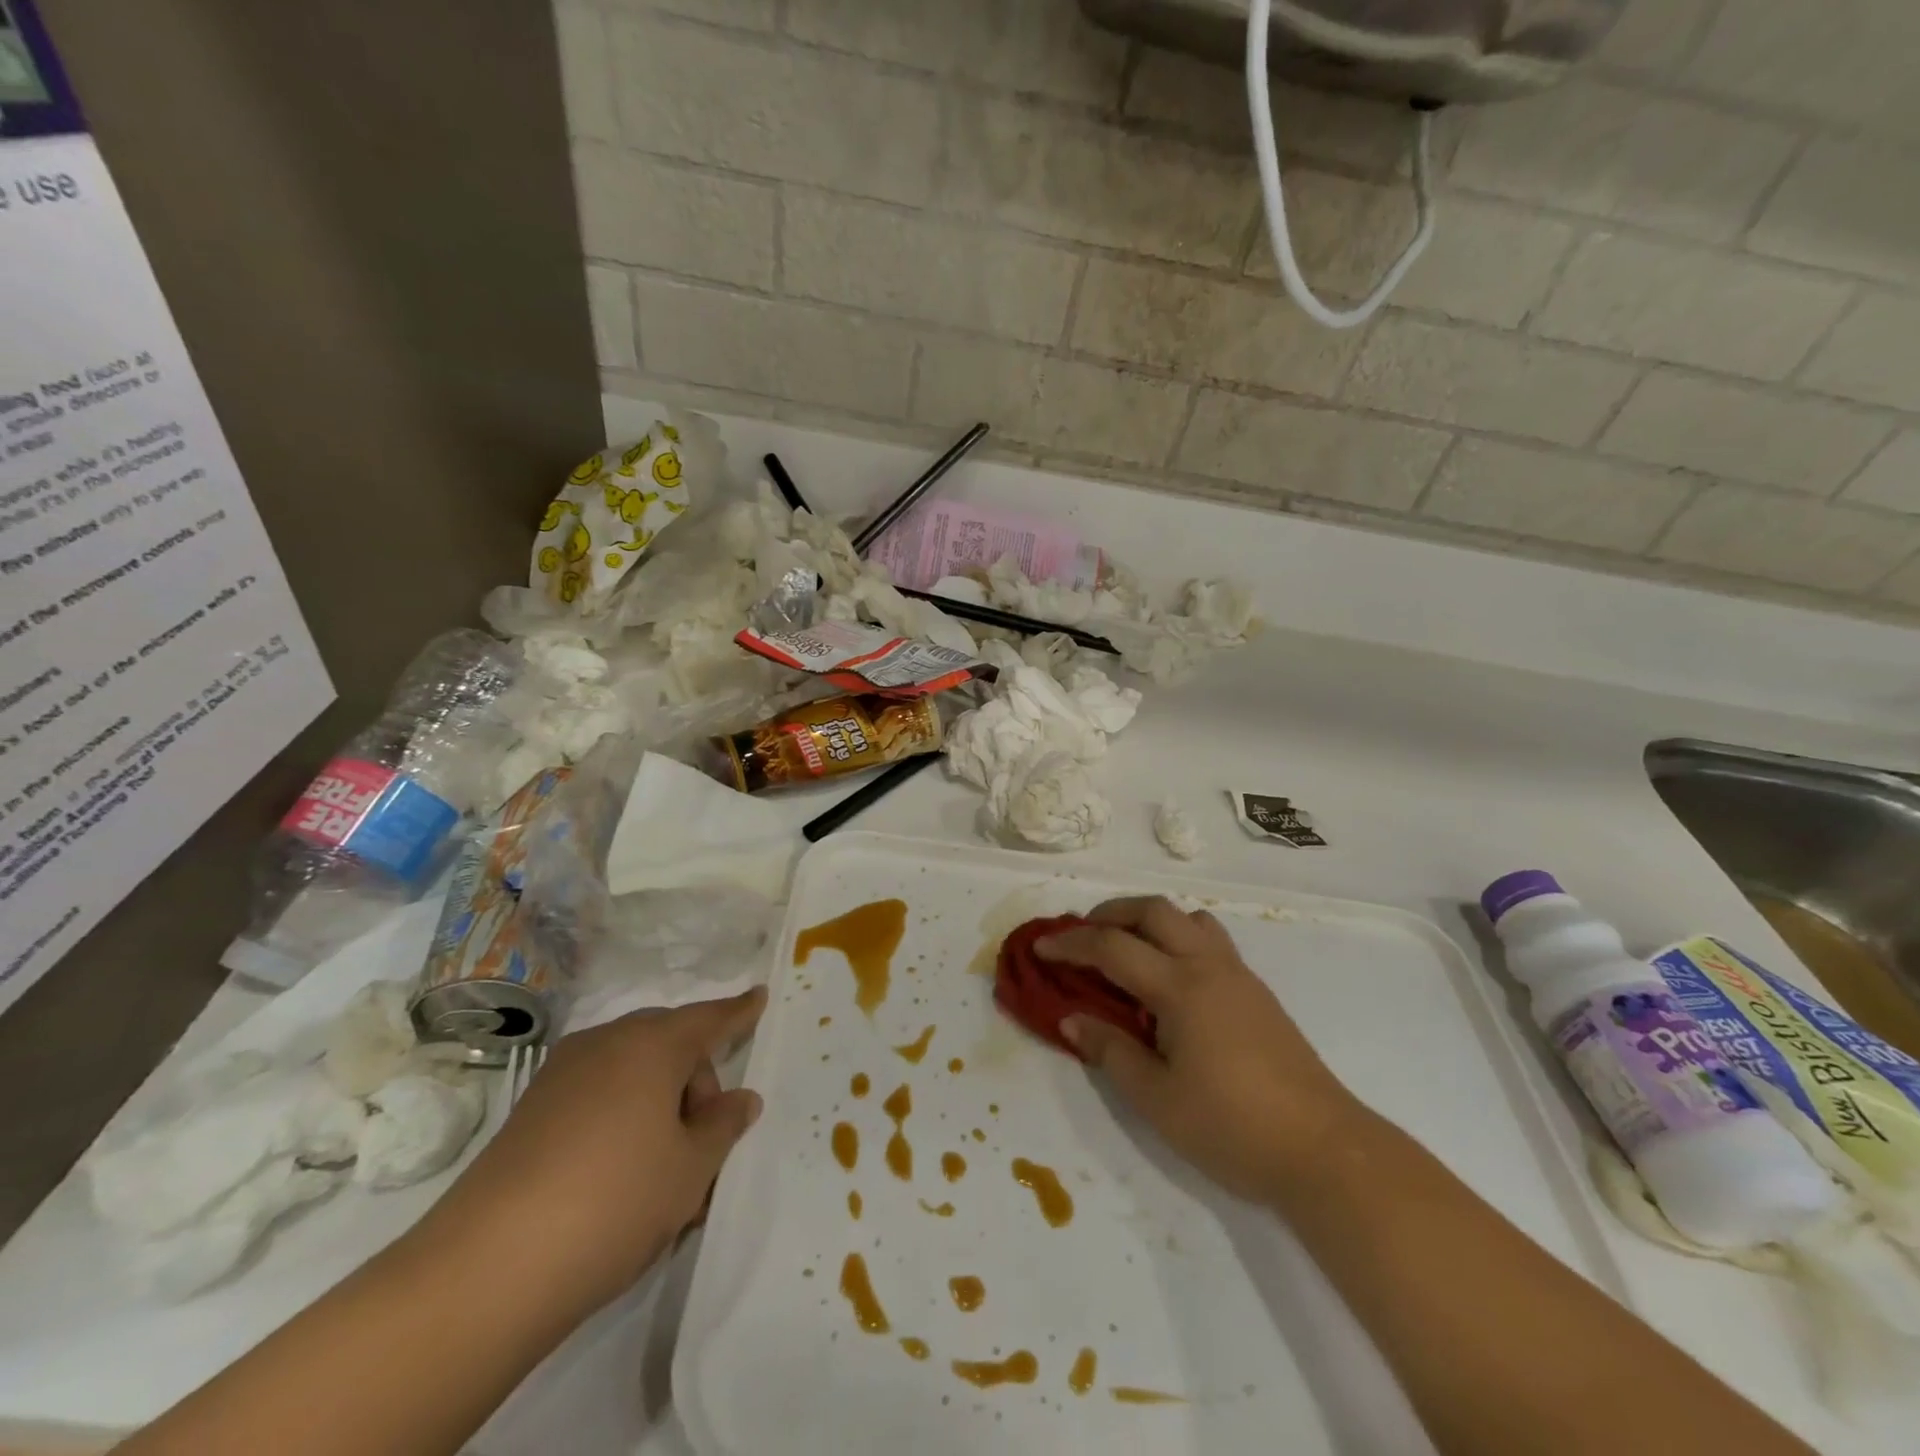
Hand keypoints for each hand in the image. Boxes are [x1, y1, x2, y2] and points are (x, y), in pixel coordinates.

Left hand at [417, 989, 765, 1322]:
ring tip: (665, 1172)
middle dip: (695, 1082)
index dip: (738, 1012)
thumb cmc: (615, 1201)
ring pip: (631, 1073)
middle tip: (706, 1140)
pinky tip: (620, 1176)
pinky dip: (621, 1119)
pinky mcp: (530, 1113)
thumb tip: (740, 1100)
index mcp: (652, 1045)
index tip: (759, 996)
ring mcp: (561, 1076)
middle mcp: (605, 1044)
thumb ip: (723, 1125)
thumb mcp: (691, 1169)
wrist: (486, 1270)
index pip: (709, 1019)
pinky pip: (597, 1096)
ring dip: (658, 1106)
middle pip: (668, 1046)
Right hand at [1039, 898, 1361, 1204]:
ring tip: (1126, 949)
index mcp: (1180, 987)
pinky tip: (1168, 980)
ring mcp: (1238, 975)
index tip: (1040, 946)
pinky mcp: (1256, 991)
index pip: (1112, 947)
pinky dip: (1176, 938)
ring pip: (1188, 918)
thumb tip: (1071, 1018)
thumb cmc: (1232, 1127)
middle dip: (1110, 913)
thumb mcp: (1157, 1099)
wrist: (1324, 1150)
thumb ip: (1110, 1051)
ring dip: (1149, 920)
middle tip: (1082, 936)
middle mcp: (1208, 966)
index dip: (1071, 943)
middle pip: (1153, 910)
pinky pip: (1209, 939)